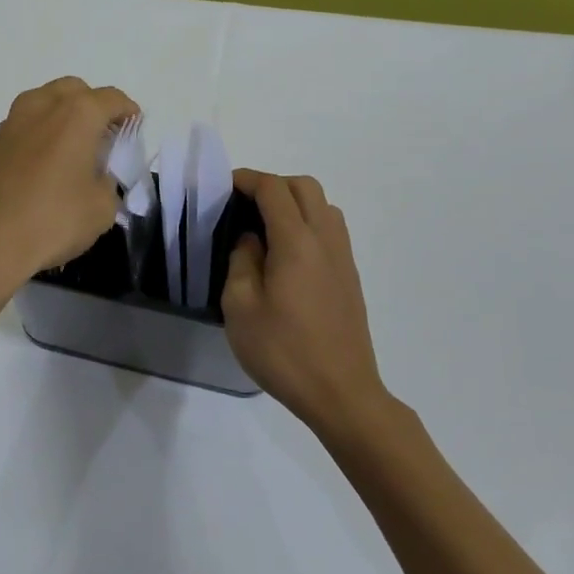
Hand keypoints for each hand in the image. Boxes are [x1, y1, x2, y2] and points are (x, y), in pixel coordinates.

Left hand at [0, 77, 137, 288]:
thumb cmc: (51, 220)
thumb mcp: (101, 208)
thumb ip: (108, 183)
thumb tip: (96, 177)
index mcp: (77, 114)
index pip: (111, 99)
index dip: (127, 112)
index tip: (134, 127)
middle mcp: (42, 107)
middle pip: (74, 91)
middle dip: (93, 106)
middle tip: (103, 136)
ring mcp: (11, 123)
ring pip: (44, 104)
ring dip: (62, 117)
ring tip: (73, 150)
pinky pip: (24, 128)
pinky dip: (39, 136)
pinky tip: (44, 168)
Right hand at [222, 170, 389, 436]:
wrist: (341, 393)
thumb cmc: (284, 351)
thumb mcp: (240, 308)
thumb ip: (241, 261)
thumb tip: (250, 239)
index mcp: (296, 241)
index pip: (273, 189)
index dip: (247, 179)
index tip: (224, 187)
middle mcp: (325, 239)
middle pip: (303, 187)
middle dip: (272, 185)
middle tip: (244, 205)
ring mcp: (343, 257)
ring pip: (322, 205)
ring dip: (294, 202)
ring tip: (266, 227)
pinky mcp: (350, 276)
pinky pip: (331, 228)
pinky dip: (308, 222)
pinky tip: (288, 253)